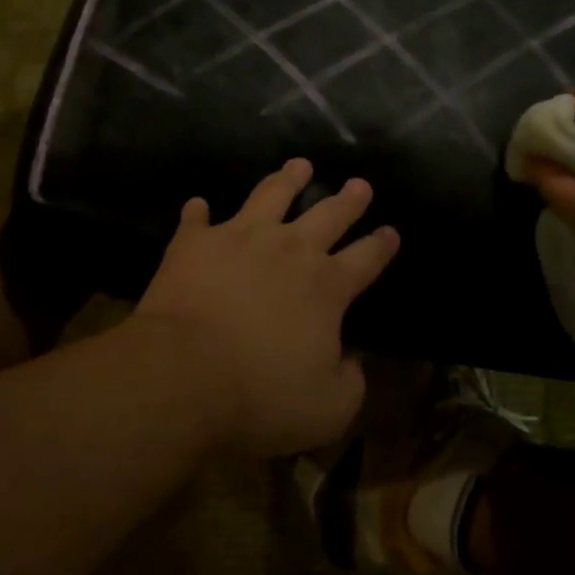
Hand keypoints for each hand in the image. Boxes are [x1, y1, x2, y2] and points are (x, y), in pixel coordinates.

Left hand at [135, 159, 399, 457]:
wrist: (183, 375)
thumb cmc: (260, 396)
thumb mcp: (327, 409)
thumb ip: (350, 382)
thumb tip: (351, 361)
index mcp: (326, 287)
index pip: (366, 258)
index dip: (382, 245)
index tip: (391, 231)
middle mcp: (289, 250)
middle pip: (328, 215)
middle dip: (348, 200)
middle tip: (359, 184)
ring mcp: (240, 239)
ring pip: (271, 195)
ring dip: (288, 179)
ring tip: (299, 164)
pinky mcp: (195, 244)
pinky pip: (197, 220)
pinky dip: (199, 212)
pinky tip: (198, 204)